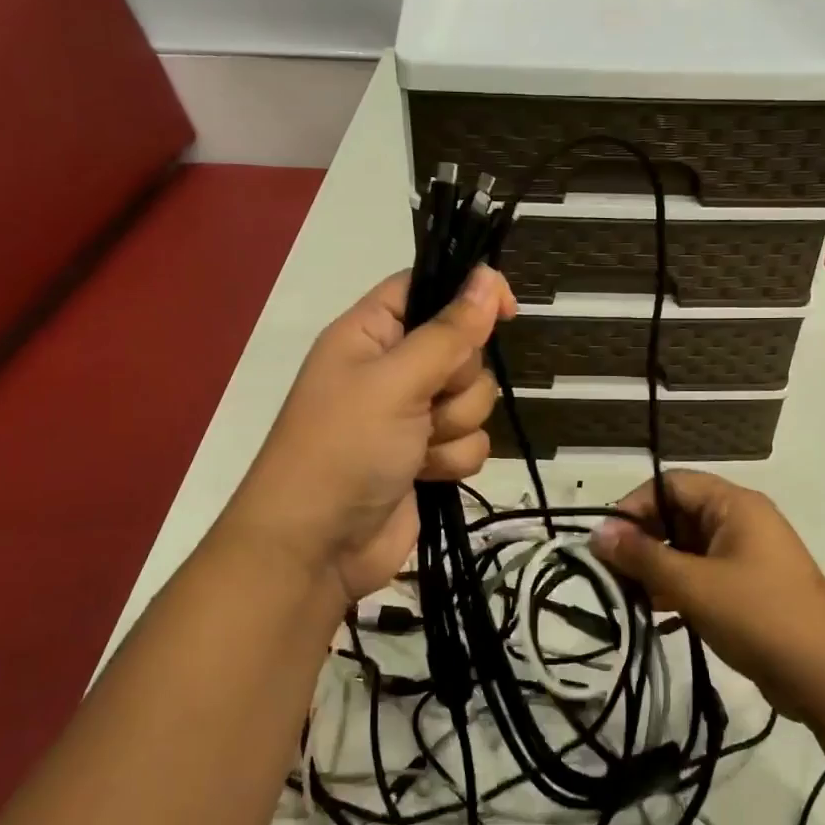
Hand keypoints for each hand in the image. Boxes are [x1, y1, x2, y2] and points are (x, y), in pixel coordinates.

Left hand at [223, 265, 514, 602]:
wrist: (316, 548)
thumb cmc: (344, 448)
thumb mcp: (396, 381)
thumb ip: (450, 332)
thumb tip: (489, 276)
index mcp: (371, 333)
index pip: (426, 288)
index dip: (468, 293)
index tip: (507, 309)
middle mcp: (393, 368)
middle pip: (463, 348)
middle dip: (456, 381)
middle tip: (425, 403)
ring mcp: (412, 414)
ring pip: (474, 398)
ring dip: (454, 425)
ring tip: (417, 447)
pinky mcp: (428, 455)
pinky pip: (471, 441)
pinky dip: (453, 459)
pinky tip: (426, 474)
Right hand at [592, 470, 824, 721]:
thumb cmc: (759, 616)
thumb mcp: (693, 584)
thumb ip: (643, 556)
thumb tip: (597, 533)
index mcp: (735, 505)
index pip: (671, 484)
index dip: (635, 506)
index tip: (607, 541)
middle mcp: (742, 521)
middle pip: (678, 515)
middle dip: (643, 541)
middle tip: (612, 573)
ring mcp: (748, 556)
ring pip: (689, 548)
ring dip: (658, 568)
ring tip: (629, 597)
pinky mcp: (750, 588)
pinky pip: (703, 574)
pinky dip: (678, 588)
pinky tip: (656, 614)